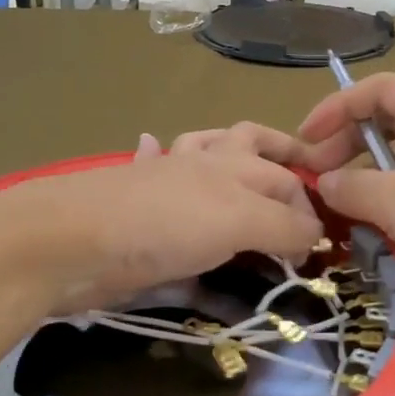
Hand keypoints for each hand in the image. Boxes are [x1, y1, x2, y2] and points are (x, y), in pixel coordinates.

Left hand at [0, 143, 324, 315]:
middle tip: (301, 189)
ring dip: (226, 150)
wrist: (73, 239)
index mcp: (232, 164)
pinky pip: (150, 164)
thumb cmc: (165, 226)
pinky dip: (157, 153)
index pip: (286, 179)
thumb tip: (315, 236)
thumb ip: (283, 226)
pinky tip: (156, 147)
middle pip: (249, 147)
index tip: (322, 248)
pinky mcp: (133, 204)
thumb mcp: (238, 222)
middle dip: (279, 161)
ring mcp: (162, 179)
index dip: (310, 208)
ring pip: (202, 147)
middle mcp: (201, 164)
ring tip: (245, 164)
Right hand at [297, 74, 394, 327]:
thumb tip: (323, 182)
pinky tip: (374, 227)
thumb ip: (351, 185)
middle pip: (392, 120)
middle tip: (316, 178)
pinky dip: (394, 199)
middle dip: (348, 144)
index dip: (335, 108)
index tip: (303, 141)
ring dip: (368, 176)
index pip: (380, 89)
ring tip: (339, 206)